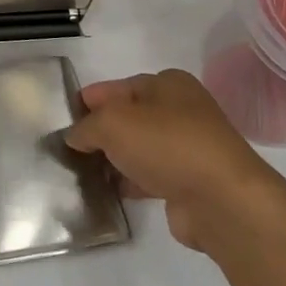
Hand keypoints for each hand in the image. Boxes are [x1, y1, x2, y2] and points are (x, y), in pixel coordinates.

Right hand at [66, 70, 268, 249]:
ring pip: (138, 148)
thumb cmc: (166, 145)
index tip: (63, 119)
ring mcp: (188, 148)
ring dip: (113, 159)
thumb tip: (75, 137)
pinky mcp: (189, 182)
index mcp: (167, 84)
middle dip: (100, 132)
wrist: (222, 201)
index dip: (89, 101)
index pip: (117, 87)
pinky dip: (129, 182)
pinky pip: (149, 176)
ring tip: (81, 172)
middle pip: (128, 118)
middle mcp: (181, 110)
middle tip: (68, 148)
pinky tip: (108, 191)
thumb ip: (86, 126)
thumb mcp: (112, 123)